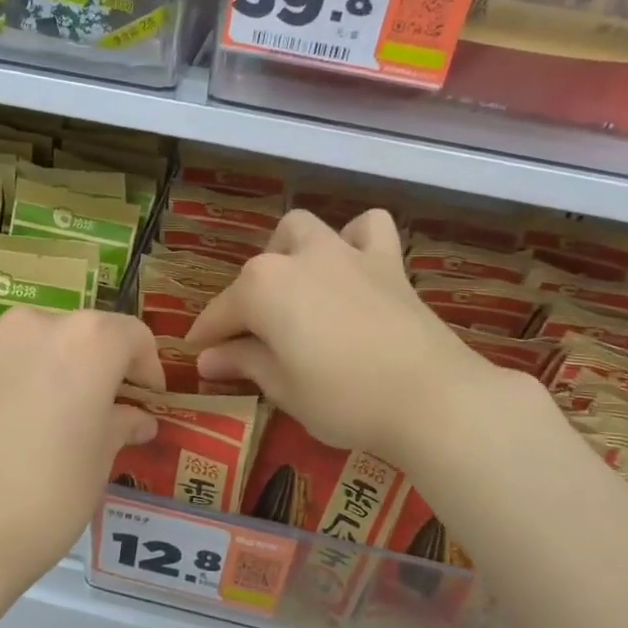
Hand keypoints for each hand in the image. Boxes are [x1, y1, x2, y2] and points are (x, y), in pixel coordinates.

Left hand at [0, 307, 163, 592]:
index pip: (131, 335)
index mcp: (85, 341)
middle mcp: (31, 325)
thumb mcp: (99, 462)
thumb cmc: (46, 496)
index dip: (146, 366)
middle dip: (90, 366)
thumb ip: (121, 424)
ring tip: (36, 420)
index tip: (145, 397)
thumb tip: (136, 418)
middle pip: (75, 335)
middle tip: (92, 410)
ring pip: (26, 346)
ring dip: (41, 370)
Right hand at [186, 209, 532, 466]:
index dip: (206, 336)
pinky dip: (354, 238)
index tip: (197, 354)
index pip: (221, 312)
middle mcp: (298, 258)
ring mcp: (345, 253)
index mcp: (263, 288)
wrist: (431, 397)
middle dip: (247, 300)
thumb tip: (208, 359)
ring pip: (303, 229)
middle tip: (253, 338)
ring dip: (289, 251)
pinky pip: (369, 229)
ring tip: (293, 285)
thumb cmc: (344, 398)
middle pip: (258, 271)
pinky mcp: (387, 263)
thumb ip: (243, 362)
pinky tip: (350, 264)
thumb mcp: (283, 388)